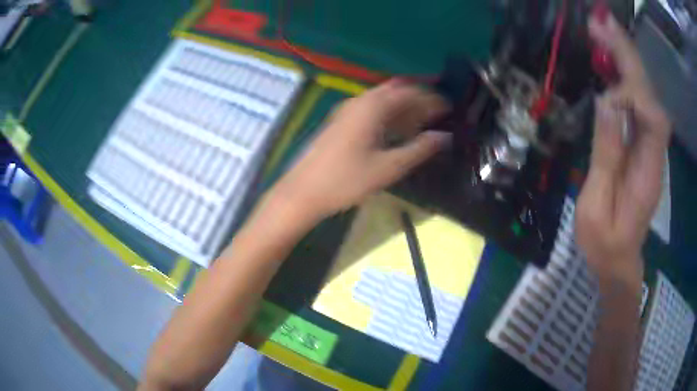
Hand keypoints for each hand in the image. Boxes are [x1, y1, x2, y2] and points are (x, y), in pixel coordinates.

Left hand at [273, 80, 449, 219]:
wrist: (304, 191)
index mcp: (373, 107)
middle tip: (438, 113)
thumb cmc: (346, 181)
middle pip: (396, 92)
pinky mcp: (341, 121)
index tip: (450, 107)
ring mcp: (347, 110)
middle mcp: (360, 101)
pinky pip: (371, 109)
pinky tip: (397, 130)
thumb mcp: (388, 167)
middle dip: (419, 99)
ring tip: (423, 122)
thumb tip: (445, 137)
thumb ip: (419, 149)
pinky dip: (389, 114)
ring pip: (383, 100)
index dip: (432, 98)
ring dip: (404, 107)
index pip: (410, 93)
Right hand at [576, 15, 671, 286]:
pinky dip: (624, 77)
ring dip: (625, 60)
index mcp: (647, 174)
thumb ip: (605, 157)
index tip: (605, 85)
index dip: (635, 94)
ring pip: (645, 95)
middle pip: (651, 97)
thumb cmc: (604, 243)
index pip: (654, 120)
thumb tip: (606, 103)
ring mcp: (649, 147)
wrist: (618, 260)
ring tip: (601, 32)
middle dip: (630, 59)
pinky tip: (607, 61)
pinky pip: (637, 103)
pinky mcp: (641, 144)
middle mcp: (654, 153)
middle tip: (602, 24)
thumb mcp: (596, 207)